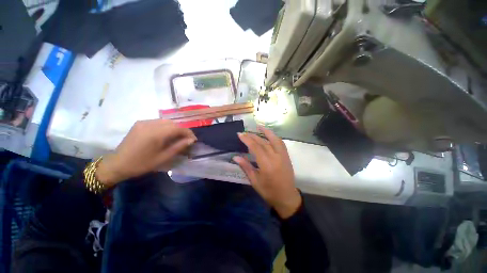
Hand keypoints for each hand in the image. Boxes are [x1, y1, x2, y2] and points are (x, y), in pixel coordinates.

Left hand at [96, 119, 196, 186]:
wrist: (118, 164)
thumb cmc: (142, 164)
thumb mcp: (163, 157)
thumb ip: (179, 147)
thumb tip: (191, 140)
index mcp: (156, 134)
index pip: (178, 128)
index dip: (188, 133)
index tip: (193, 139)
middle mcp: (150, 124)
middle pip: (173, 123)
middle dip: (182, 130)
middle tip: (186, 139)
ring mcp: (144, 122)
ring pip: (166, 121)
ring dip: (174, 128)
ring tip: (177, 137)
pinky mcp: (139, 123)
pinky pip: (157, 121)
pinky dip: (165, 126)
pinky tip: (165, 134)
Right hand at [233, 126, 301, 218]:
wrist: (287, 197)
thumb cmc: (269, 191)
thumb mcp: (254, 181)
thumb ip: (245, 167)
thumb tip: (235, 157)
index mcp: (266, 165)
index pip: (255, 147)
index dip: (247, 139)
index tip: (240, 134)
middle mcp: (275, 157)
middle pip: (263, 142)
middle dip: (252, 136)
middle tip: (244, 132)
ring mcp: (283, 156)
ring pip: (274, 140)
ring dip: (266, 132)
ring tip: (258, 127)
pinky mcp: (287, 156)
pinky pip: (281, 143)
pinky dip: (274, 137)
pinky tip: (269, 134)